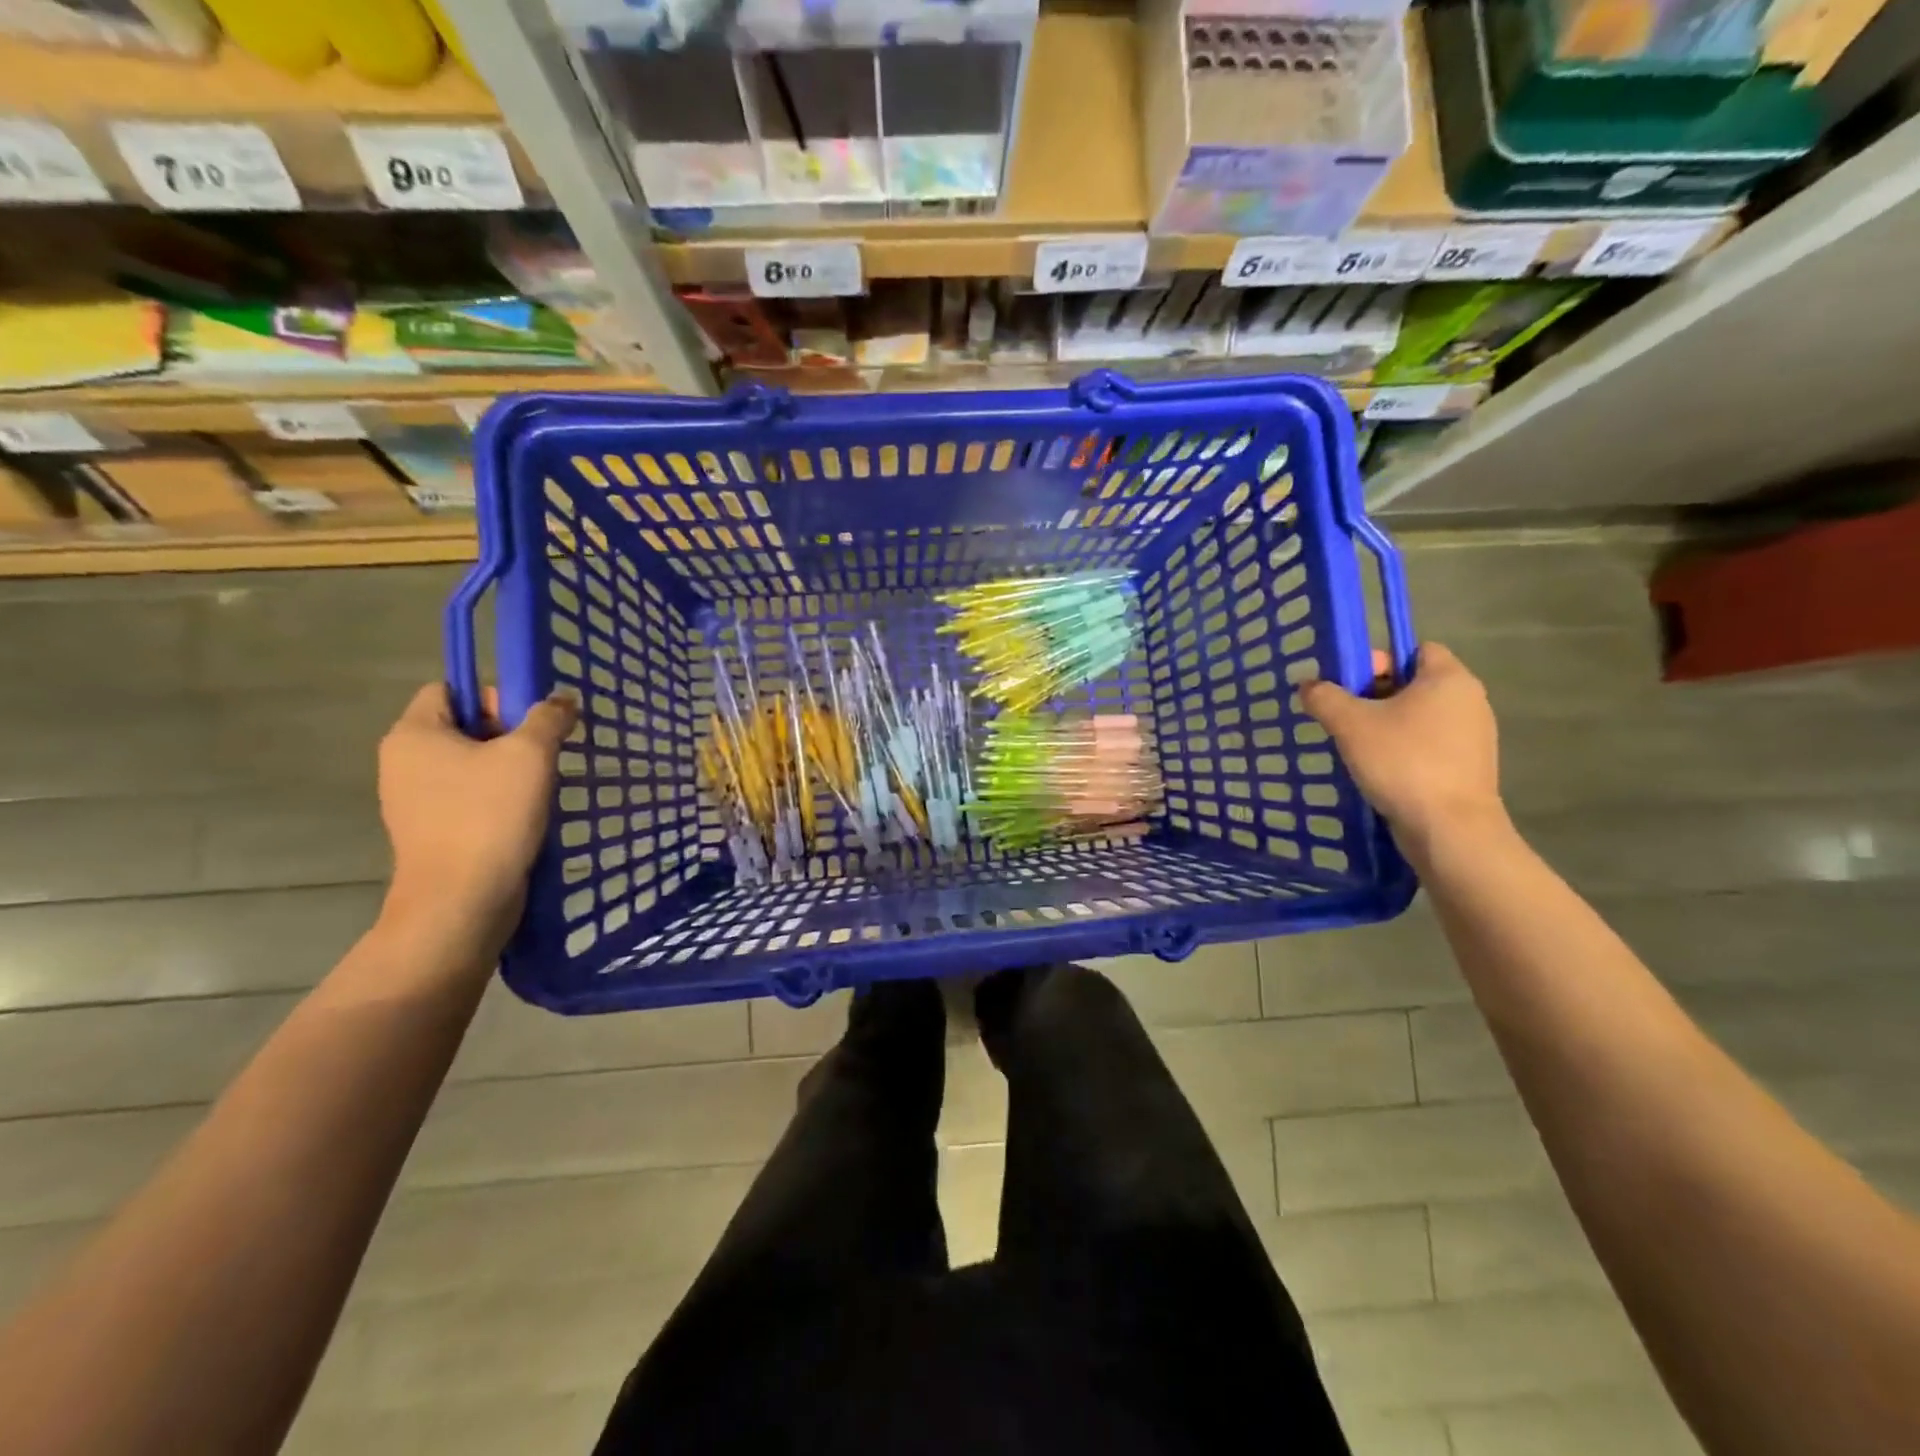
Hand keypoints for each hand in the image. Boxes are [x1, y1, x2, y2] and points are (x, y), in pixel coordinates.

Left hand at [376, 683, 577, 953]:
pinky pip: (468, 799)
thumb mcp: (529, 754)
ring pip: (470, 766)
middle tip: (544, 755)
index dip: (492, 696)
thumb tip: (561, 699)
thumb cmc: (489, 815)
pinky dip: (498, 801)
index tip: (528, 723)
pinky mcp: (431, 832)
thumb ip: (547, 718)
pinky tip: (526, 816)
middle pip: (463, 727)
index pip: (449, 689)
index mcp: (413, 734)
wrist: (462, 900)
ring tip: (541, 788)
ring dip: (508, 771)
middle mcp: (403, 762)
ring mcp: (414, 801)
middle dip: (508, 736)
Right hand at [1301, 643, 1503, 854]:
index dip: (1378, 660)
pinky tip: (1378, 770)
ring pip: (1419, 717)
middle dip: (1374, 695)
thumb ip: (1324, 697)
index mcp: (1449, 678)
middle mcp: (1469, 701)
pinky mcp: (1468, 767)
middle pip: (1414, 683)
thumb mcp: (1350, 724)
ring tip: (1355, 746)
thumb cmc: (1403, 762)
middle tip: (1342, 716)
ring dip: (1386, 725)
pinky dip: (1403, 750)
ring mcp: (1473, 736)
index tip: (1348, 685)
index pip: (1414, 649)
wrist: (1449, 829)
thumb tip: (1308, 684)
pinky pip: (1428, 745)